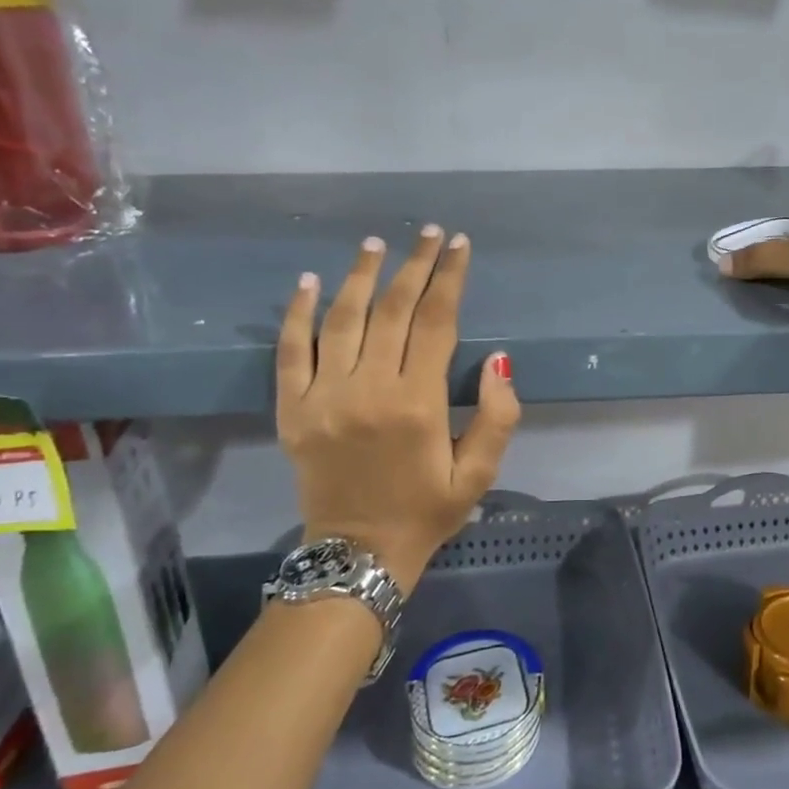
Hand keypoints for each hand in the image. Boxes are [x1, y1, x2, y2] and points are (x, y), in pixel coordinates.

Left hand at [276, 225, 521, 590]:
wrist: (357, 555)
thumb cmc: (427, 512)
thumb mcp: (479, 474)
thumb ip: (497, 417)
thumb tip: (498, 360)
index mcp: (418, 404)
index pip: (436, 322)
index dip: (450, 279)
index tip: (459, 246)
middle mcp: (369, 390)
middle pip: (392, 310)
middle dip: (415, 265)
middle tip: (429, 233)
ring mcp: (324, 397)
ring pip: (342, 319)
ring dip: (361, 275)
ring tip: (377, 243)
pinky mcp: (293, 409)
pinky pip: (290, 351)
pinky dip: (299, 313)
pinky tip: (311, 282)